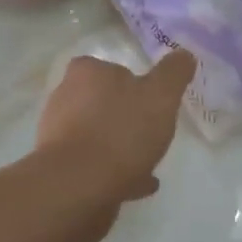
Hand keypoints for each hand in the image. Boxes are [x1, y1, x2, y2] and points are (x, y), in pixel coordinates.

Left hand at [36, 50, 196, 202]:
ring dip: (121, 147)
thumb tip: (184, 55)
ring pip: (98, 136)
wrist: (79, 186)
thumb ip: (173, 73)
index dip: (133, 83)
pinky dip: (114, 170)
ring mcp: (58, 135)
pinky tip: (138, 184)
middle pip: (102, 103)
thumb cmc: (121, 131)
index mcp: (85, 73)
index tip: (153, 102)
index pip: (109, 68)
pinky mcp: (59, 167)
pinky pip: (94, 164)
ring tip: (149, 164)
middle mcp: (64, 98)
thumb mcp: (160, 96)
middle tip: (153, 134)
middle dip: (126, 117)